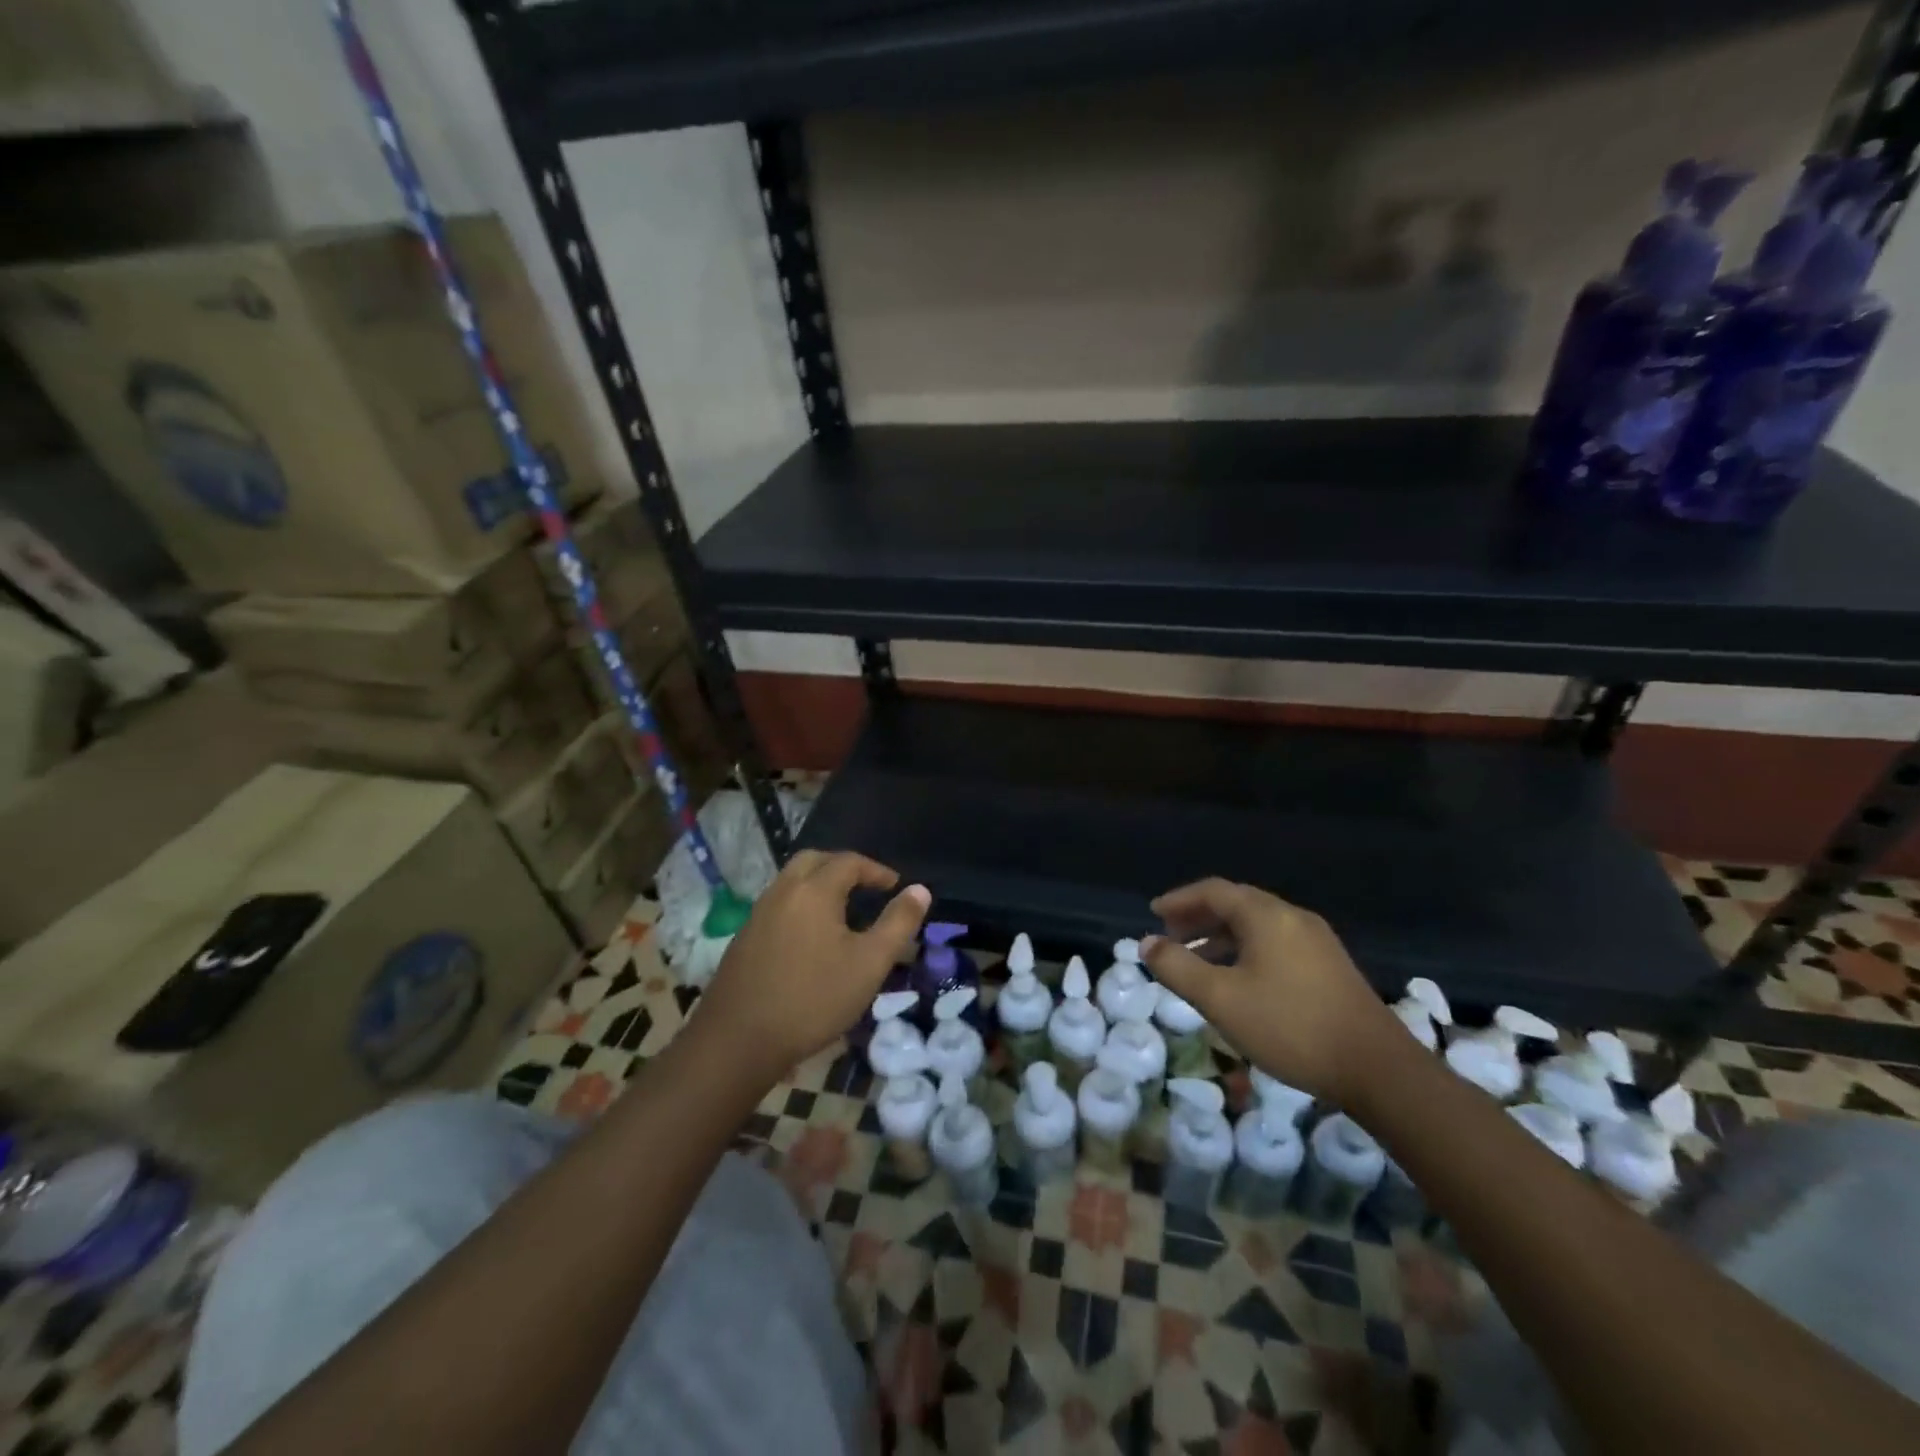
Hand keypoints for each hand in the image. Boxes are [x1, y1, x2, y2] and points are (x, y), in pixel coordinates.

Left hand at [696, 851, 929, 1086]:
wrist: (738, 1040)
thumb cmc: (813, 999)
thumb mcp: (869, 964)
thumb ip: (897, 923)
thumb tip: (920, 890)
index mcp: (814, 890)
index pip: (849, 862)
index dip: (876, 870)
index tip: (895, 886)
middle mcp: (782, 891)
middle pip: (814, 860)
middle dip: (843, 867)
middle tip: (866, 887)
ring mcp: (758, 913)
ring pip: (792, 881)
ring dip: (820, 884)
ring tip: (843, 912)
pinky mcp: (744, 937)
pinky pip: (779, 903)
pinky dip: (801, 904)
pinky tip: (812, 937)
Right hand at [1141, 878, 1401, 1106]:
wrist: (1378, 1070)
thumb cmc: (1290, 1026)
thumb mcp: (1221, 999)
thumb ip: (1178, 968)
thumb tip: (1145, 944)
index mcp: (1266, 915)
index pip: (1213, 891)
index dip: (1179, 900)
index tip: (1153, 914)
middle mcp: (1292, 917)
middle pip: (1236, 904)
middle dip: (1199, 917)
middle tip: (1170, 937)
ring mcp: (1316, 941)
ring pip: (1257, 926)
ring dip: (1221, 936)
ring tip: (1196, 961)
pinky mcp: (1330, 966)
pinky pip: (1275, 943)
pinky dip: (1245, 950)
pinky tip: (1238, 980)